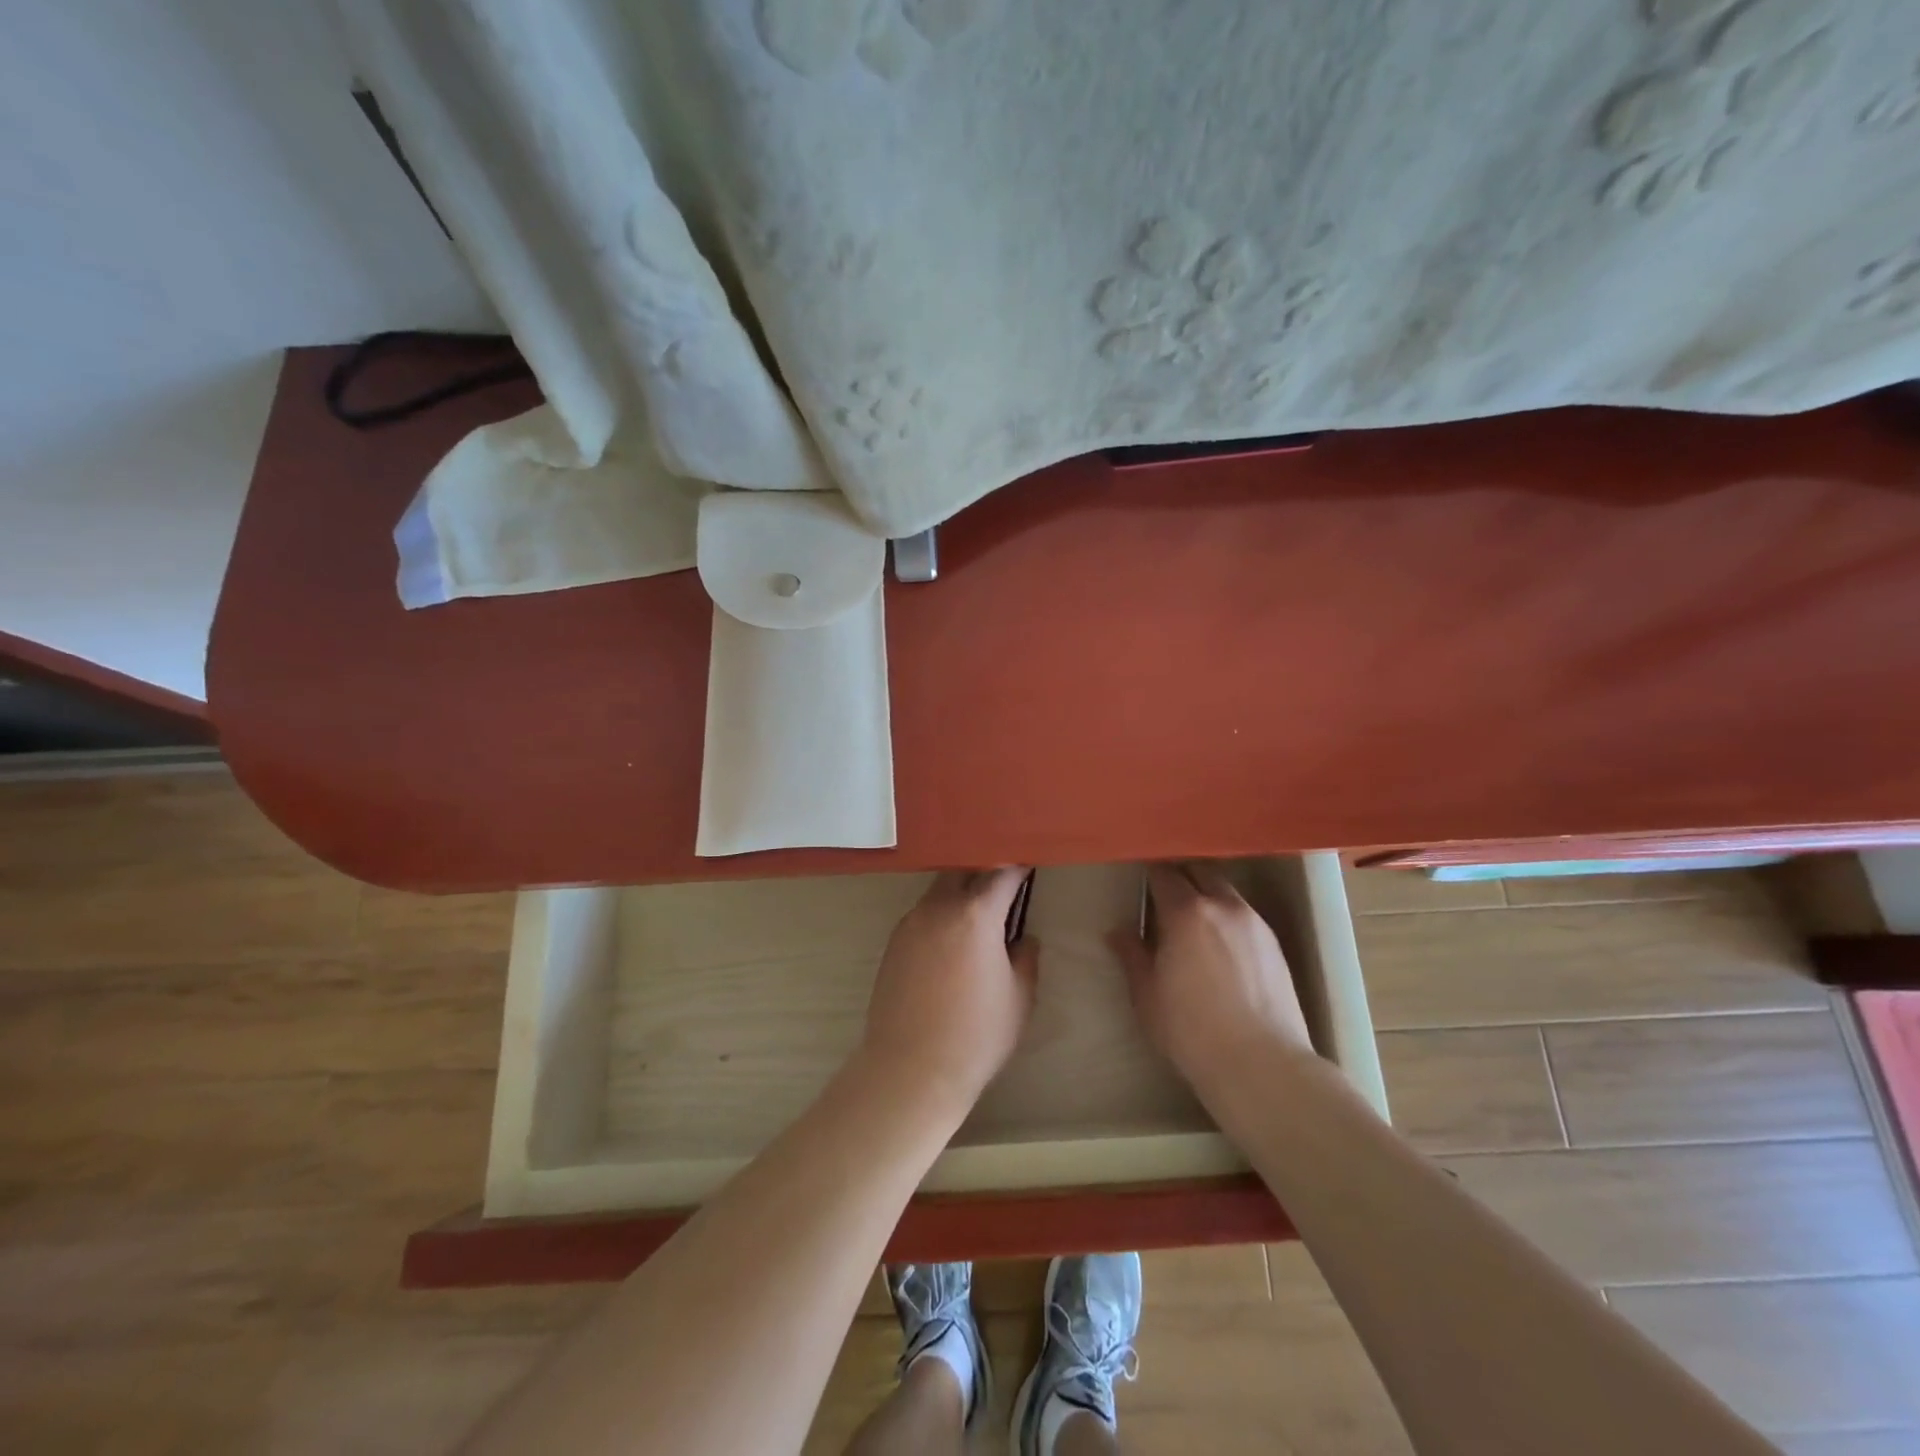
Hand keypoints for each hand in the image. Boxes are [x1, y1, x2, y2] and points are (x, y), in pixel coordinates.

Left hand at [857, 869, 1038, 1115]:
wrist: (911, 1068)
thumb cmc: (976, 1035)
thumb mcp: (1019, 998)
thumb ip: (1026, 958)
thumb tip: (1023, 938)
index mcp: (976, 914)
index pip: (1001, 873)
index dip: (1018, 866)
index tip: (1030, 864)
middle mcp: (939, 907)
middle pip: (963, 870)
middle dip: (984, 870)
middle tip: (1003, 883)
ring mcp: (911, 922)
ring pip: (939, 890)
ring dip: (959, 892)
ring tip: (977, 911)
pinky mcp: (893, 942)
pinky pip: (922, 914)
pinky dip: (940, 914)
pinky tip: (950, 939)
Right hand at [1109, 863, 1314, 1092]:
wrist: (1261, 1064)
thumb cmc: (1190, 1030)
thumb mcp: (1147, 995)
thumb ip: (1131, 956)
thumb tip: (1118, 933)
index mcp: (1186, 911)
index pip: (1163, 874)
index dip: (1149, 875)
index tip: (1140, 883)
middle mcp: (1223, 905)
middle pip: (1199, 871)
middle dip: (1181, 876)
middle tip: (1164, 897)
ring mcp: (1254, 922)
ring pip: (1226, 891)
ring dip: (1207, 895)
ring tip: (1195, 922)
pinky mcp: (1276, 944)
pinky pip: (1245, 915)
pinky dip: (1228, 917)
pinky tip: (1222, 946)